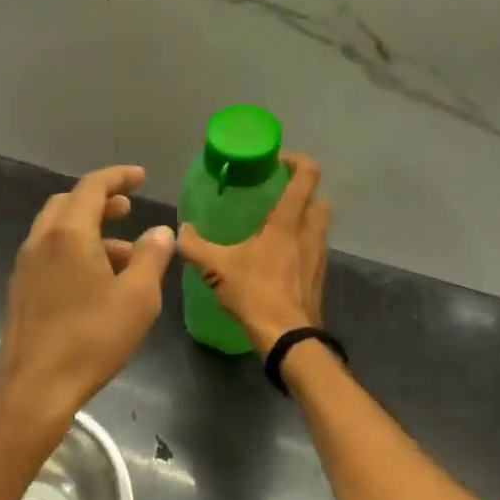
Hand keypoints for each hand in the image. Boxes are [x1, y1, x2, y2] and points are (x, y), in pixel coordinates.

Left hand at [0, 165, 174, 438]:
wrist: (35, 387)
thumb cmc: (91, 338)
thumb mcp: (138, 298)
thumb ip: (152, 257)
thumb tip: (161, 231)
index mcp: (68, 233)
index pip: (92, 187)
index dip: (118, 176)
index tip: (140, 177)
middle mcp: (41, 241)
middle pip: (68, 204)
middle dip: (100, 201)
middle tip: (127, 209)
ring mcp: (25, 266)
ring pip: (57, 231)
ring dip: (89, 230)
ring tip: (125, 255)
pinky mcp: (21, 291)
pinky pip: (49, 254)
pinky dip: (74, 251)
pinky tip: (96, 282)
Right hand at [177, 152, 329, 354]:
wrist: (288, 338)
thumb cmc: (255, 293)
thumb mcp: (215, 268)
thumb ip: (195, 246)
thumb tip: (180, 231)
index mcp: (287, 223)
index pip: (306, 177)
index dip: (298, 161)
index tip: (278, 161)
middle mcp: (309, 234)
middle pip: (319, 200)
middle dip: (303, 192)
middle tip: (277, 194)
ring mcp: (318, 257)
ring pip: (319, 226)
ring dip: (304, 220)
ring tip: (275, 227)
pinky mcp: (318, 278)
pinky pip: (314, 250)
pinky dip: (302, 246)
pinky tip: (278, 259)